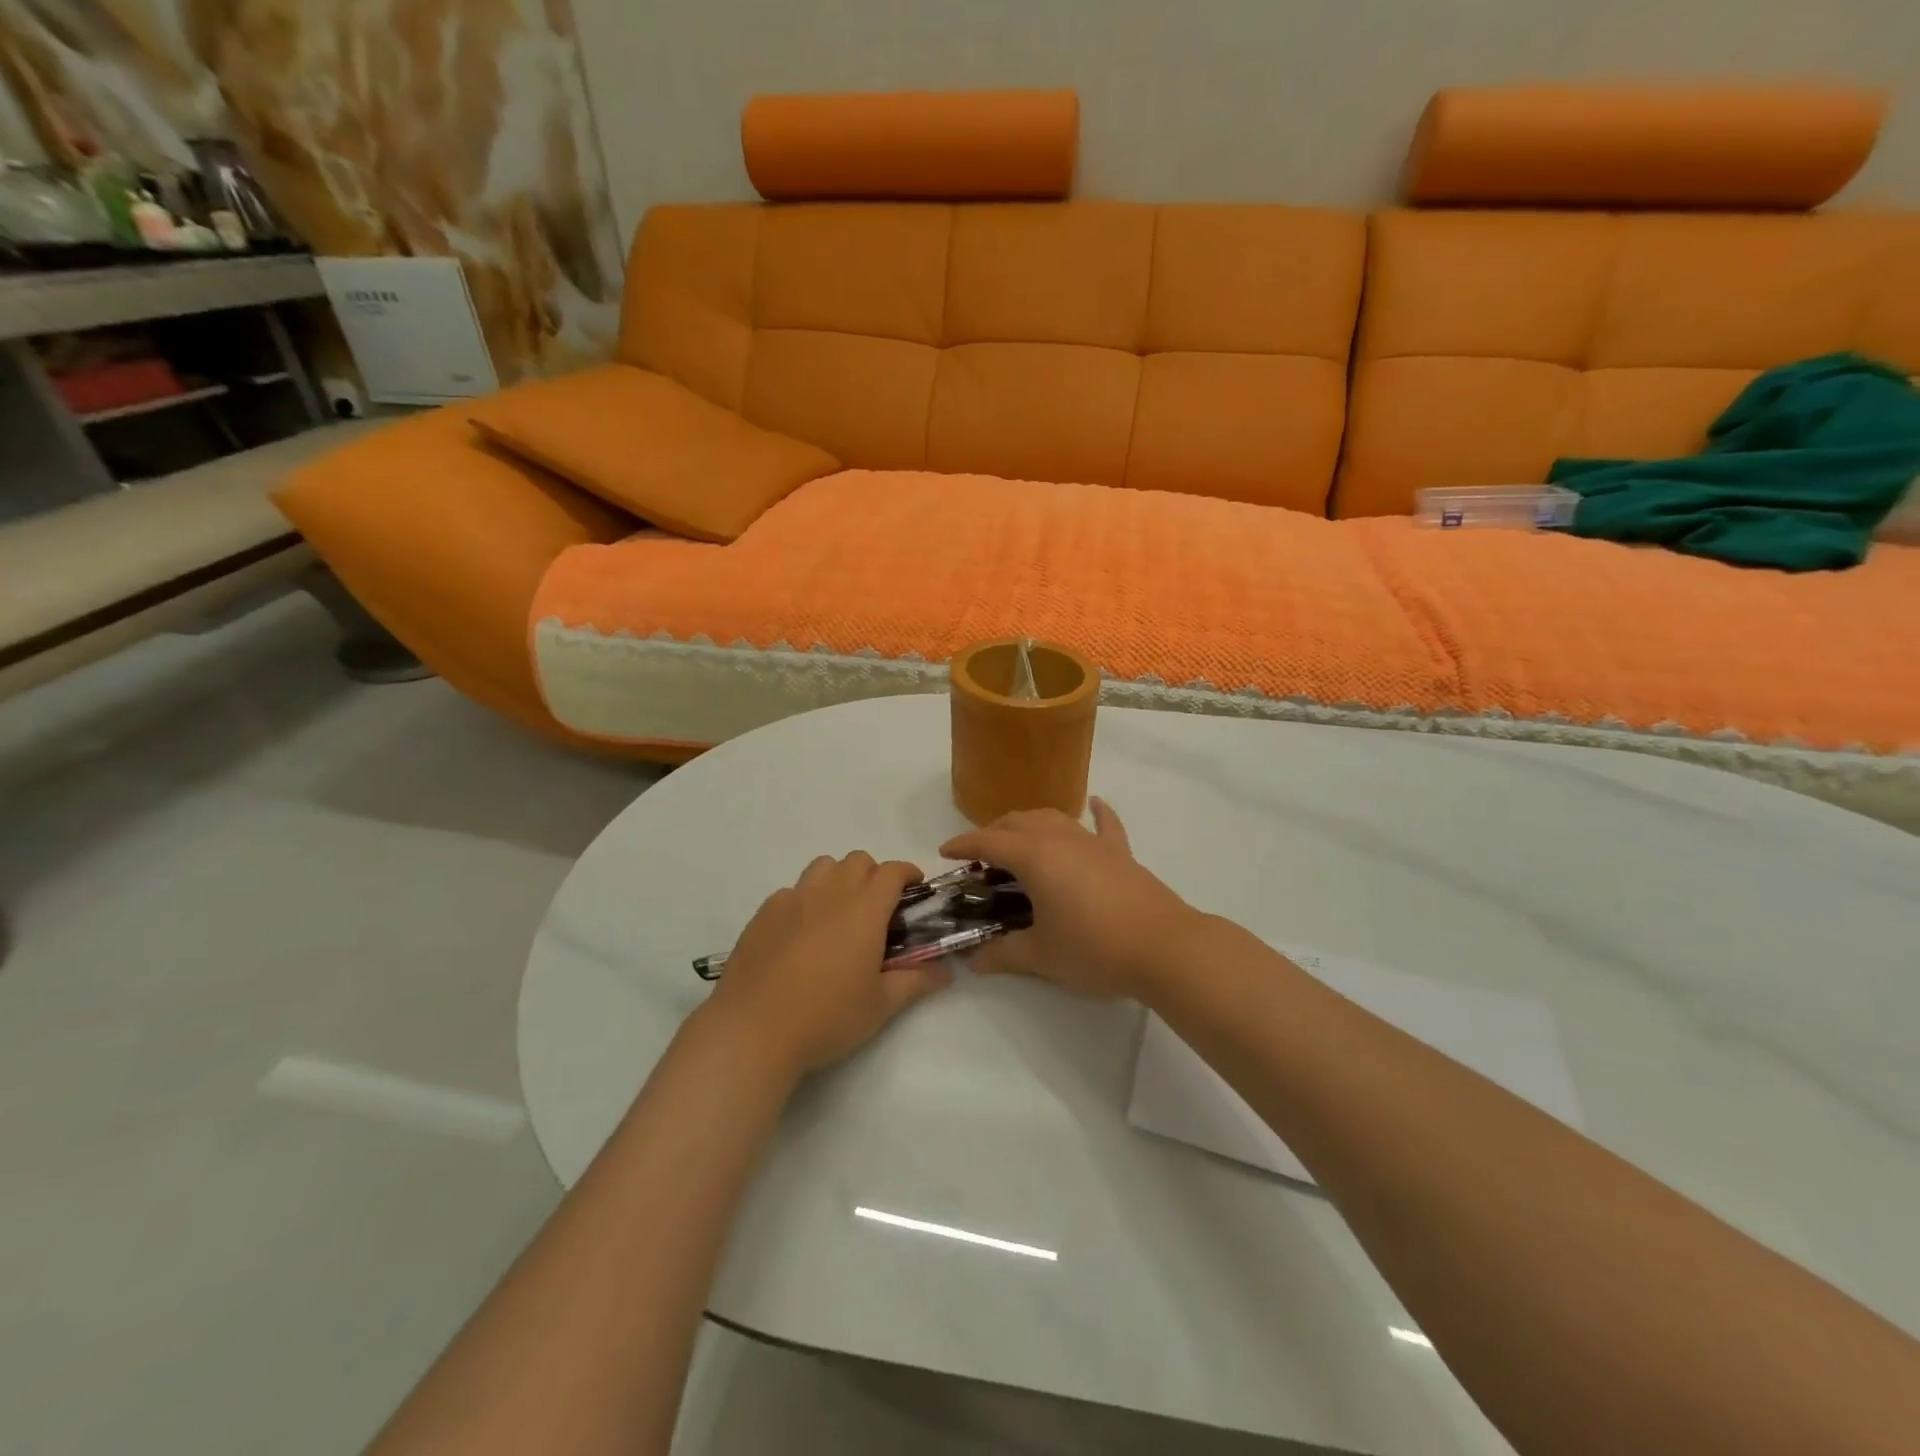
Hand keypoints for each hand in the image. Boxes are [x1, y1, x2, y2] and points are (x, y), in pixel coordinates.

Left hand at [703, 852, 950, 1074]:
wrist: (753, 1031)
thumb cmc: (827, 1017)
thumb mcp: (880, 1006)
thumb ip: (915, 981)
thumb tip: (945, 972)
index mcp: (864, 909)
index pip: (892, 871)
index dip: (908, 873)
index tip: (915, 889)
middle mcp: (829, 893)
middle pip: (858, 860)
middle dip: (874, 875)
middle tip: (878, 908)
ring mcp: (792, 899)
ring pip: (823, 866)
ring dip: (839, 878)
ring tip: (839, 913)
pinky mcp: (764, 913)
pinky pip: (792, 891)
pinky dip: (805, 900)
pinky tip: (802, 933)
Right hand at [938, 798, 1201, 999]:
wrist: (1164, 947)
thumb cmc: (1094, 948)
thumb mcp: (1041, 956)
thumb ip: (1003, 953)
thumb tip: (973, 960)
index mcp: (1035, 856)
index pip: (988, 841)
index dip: (963, 844)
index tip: (945, 853)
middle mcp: (1060, 838)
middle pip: (1017, 822)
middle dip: (993, 833)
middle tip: (980, 859)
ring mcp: (1093, 842)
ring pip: (1053, 817)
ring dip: (1029, 824)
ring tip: (1019, 842)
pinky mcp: (1121, 853)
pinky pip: (1105, 824)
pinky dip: (1096, 813)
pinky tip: (1095, 804)